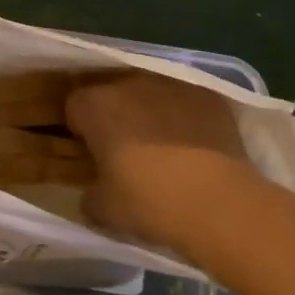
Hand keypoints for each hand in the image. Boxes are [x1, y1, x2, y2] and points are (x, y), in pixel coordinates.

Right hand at [65, 72, 257, 252]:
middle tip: (126, 153)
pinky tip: (196, 146)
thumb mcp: (105, 211)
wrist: (219, 202)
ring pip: (149, 94)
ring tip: (164, 149)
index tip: (93, 154)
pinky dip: (185, 117)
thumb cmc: (150, 202)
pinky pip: (185, 101)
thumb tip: (92, 194)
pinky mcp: (206, 93)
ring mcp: (170, 84)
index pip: (74, 107)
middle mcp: (128, 84)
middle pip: (112, 94)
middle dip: (115, 117)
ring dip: (149, 113)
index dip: (81, 130)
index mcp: (95, 106)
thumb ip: (89, 197)